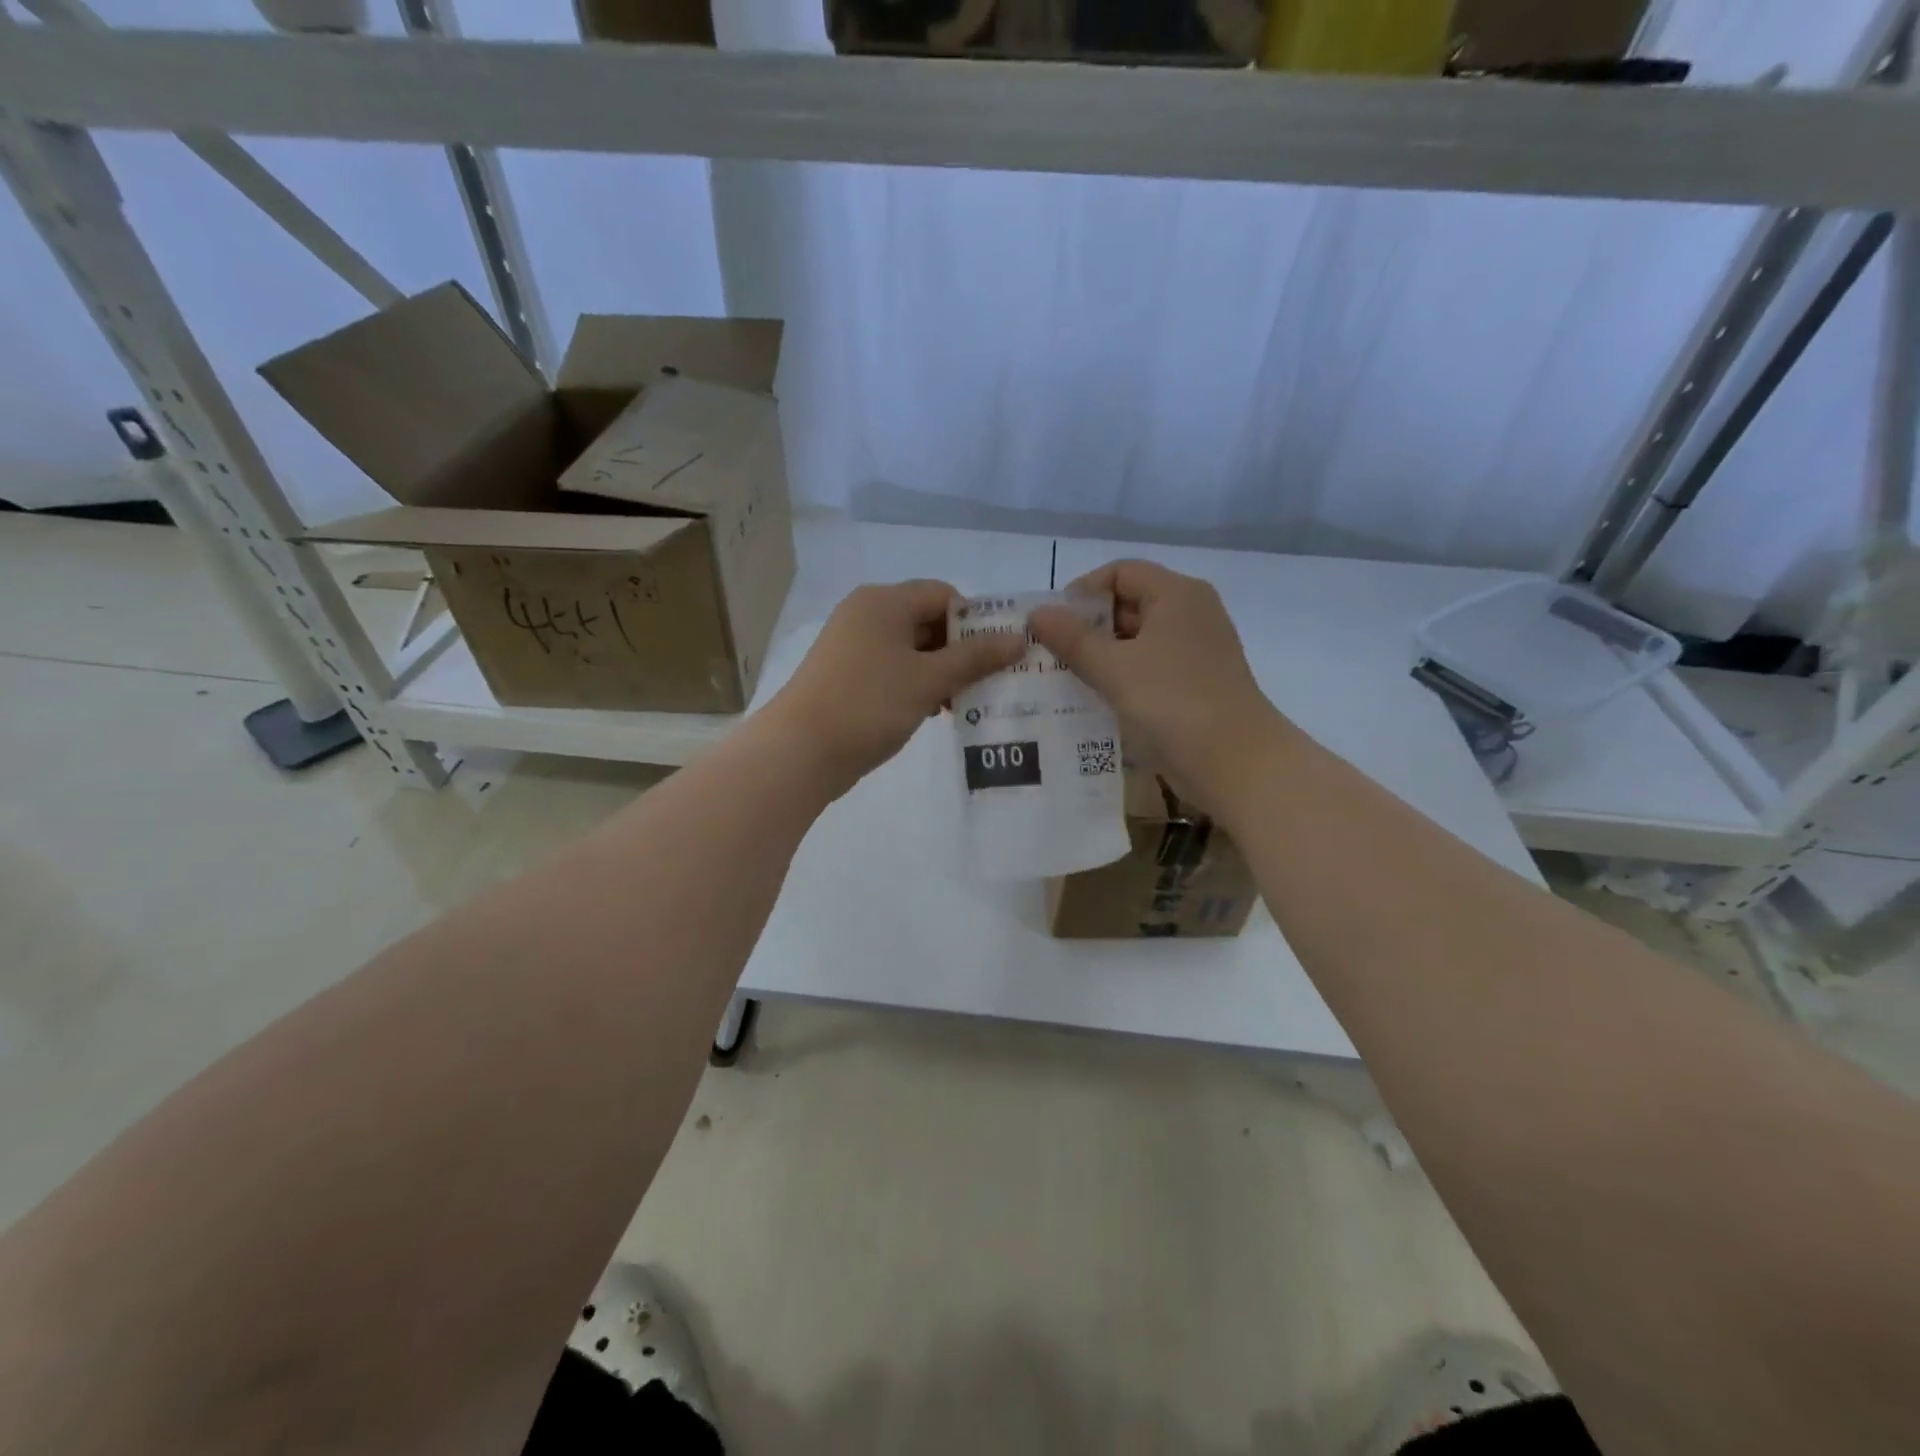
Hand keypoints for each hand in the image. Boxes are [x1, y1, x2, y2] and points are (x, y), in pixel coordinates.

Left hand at [764, 580, 1025, 797]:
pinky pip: (893, 670)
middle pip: (927, 621)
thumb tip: (1018, 639)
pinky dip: (917, 685)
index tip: (998, 655)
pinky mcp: (847, 676)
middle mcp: (866, 614)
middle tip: (989, 683)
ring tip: (964, 703)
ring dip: (941, 672)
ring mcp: (853, 646)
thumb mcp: (928, 680)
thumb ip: (975, 658)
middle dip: (960, 651)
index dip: (975, 621)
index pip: (943, 594)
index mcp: (884, 601)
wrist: (800, 751)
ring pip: (911, 649)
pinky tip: (934, 712)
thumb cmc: (869, 704)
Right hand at [1029, 561, 1288, 818]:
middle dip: (1088, 627)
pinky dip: (1123, 677)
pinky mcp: (1197, 683)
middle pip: (1130, 603)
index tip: (1052, 624)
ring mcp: (1197, 650)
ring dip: (1102, 655)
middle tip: (1051, 654)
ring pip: (1139, 640)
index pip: (1121, 572)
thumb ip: (1072, 639)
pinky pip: (1151, 667)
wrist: (1237, 764)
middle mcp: (1191, 613)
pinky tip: (1097, 699)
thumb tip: (1037, 612)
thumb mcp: (1114, 669)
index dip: (1082, 592)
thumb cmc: (1174, 704)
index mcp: (1177, 595)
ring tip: (1065, 678)